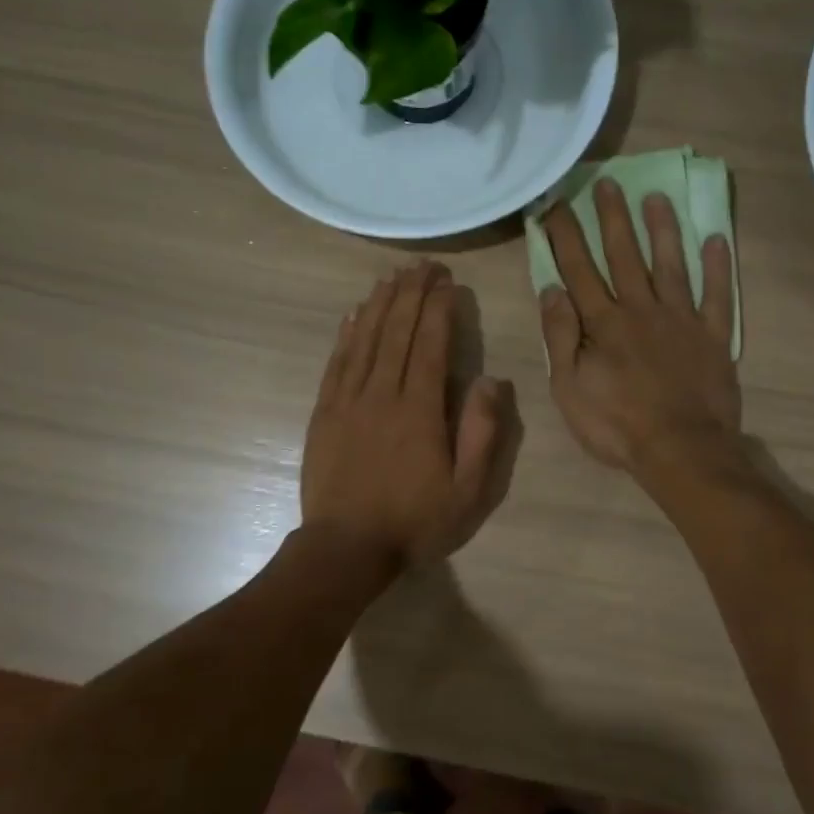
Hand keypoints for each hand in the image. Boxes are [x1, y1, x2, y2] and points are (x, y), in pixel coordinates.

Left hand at [302, 262, 510, 567]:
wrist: (345, 549)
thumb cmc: (414, 522)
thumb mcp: (467, 490)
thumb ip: (481, 433)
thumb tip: (490, 380)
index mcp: (419, 410)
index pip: (429, 344)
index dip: (438, 308)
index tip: (448, 282)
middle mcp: (381, 394)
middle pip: (395, 331)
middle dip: (411, 293)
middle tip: (423, 265)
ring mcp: (347, 401)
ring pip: (364, 339)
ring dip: (379, 304)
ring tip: (392, 277)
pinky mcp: (324, 413)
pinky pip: (336, 363)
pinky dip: (346, 334)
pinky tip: (353, 315)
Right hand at [539, 179, 740, 475]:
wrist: (680, 449)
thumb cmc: (616, 425)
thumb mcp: (570, 388)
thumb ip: (560, 336)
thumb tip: (550, 289)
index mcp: (604, 323)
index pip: (579, 269)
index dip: (566, 235)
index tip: (556, 203)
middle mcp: (642, 310)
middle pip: (625, 255)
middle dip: (613, 217)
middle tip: (607, 182)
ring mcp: (682, 320)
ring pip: (671, 265)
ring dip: (662, 229)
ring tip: (656, 197)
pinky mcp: (714, 337)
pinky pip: (718, 296)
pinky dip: (718, 268)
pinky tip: (717, 240)